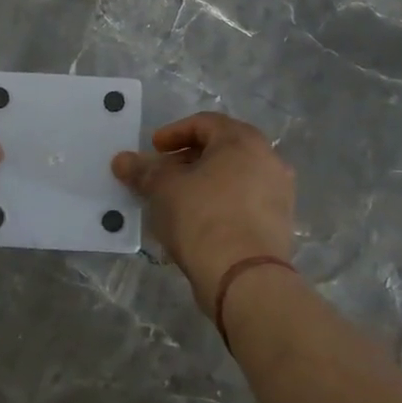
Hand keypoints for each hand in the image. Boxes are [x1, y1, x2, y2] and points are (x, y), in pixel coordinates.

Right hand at [113, 112, 294, 315]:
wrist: (244, 278)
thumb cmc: (202, 217)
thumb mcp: (163, 189)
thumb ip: (143, 170)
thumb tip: (122, 160)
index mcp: (243, 141)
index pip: (205, 123)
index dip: (174, 133)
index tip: (153, 149)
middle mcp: (269, 160)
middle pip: (222, 150)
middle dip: (188, 160)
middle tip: (163, 174)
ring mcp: (279, 194)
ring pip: (234, 178)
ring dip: (204, 184)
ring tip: (176, 201)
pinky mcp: (280, 225)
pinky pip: (244, 203)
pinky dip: (220, 204)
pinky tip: (197, 224)